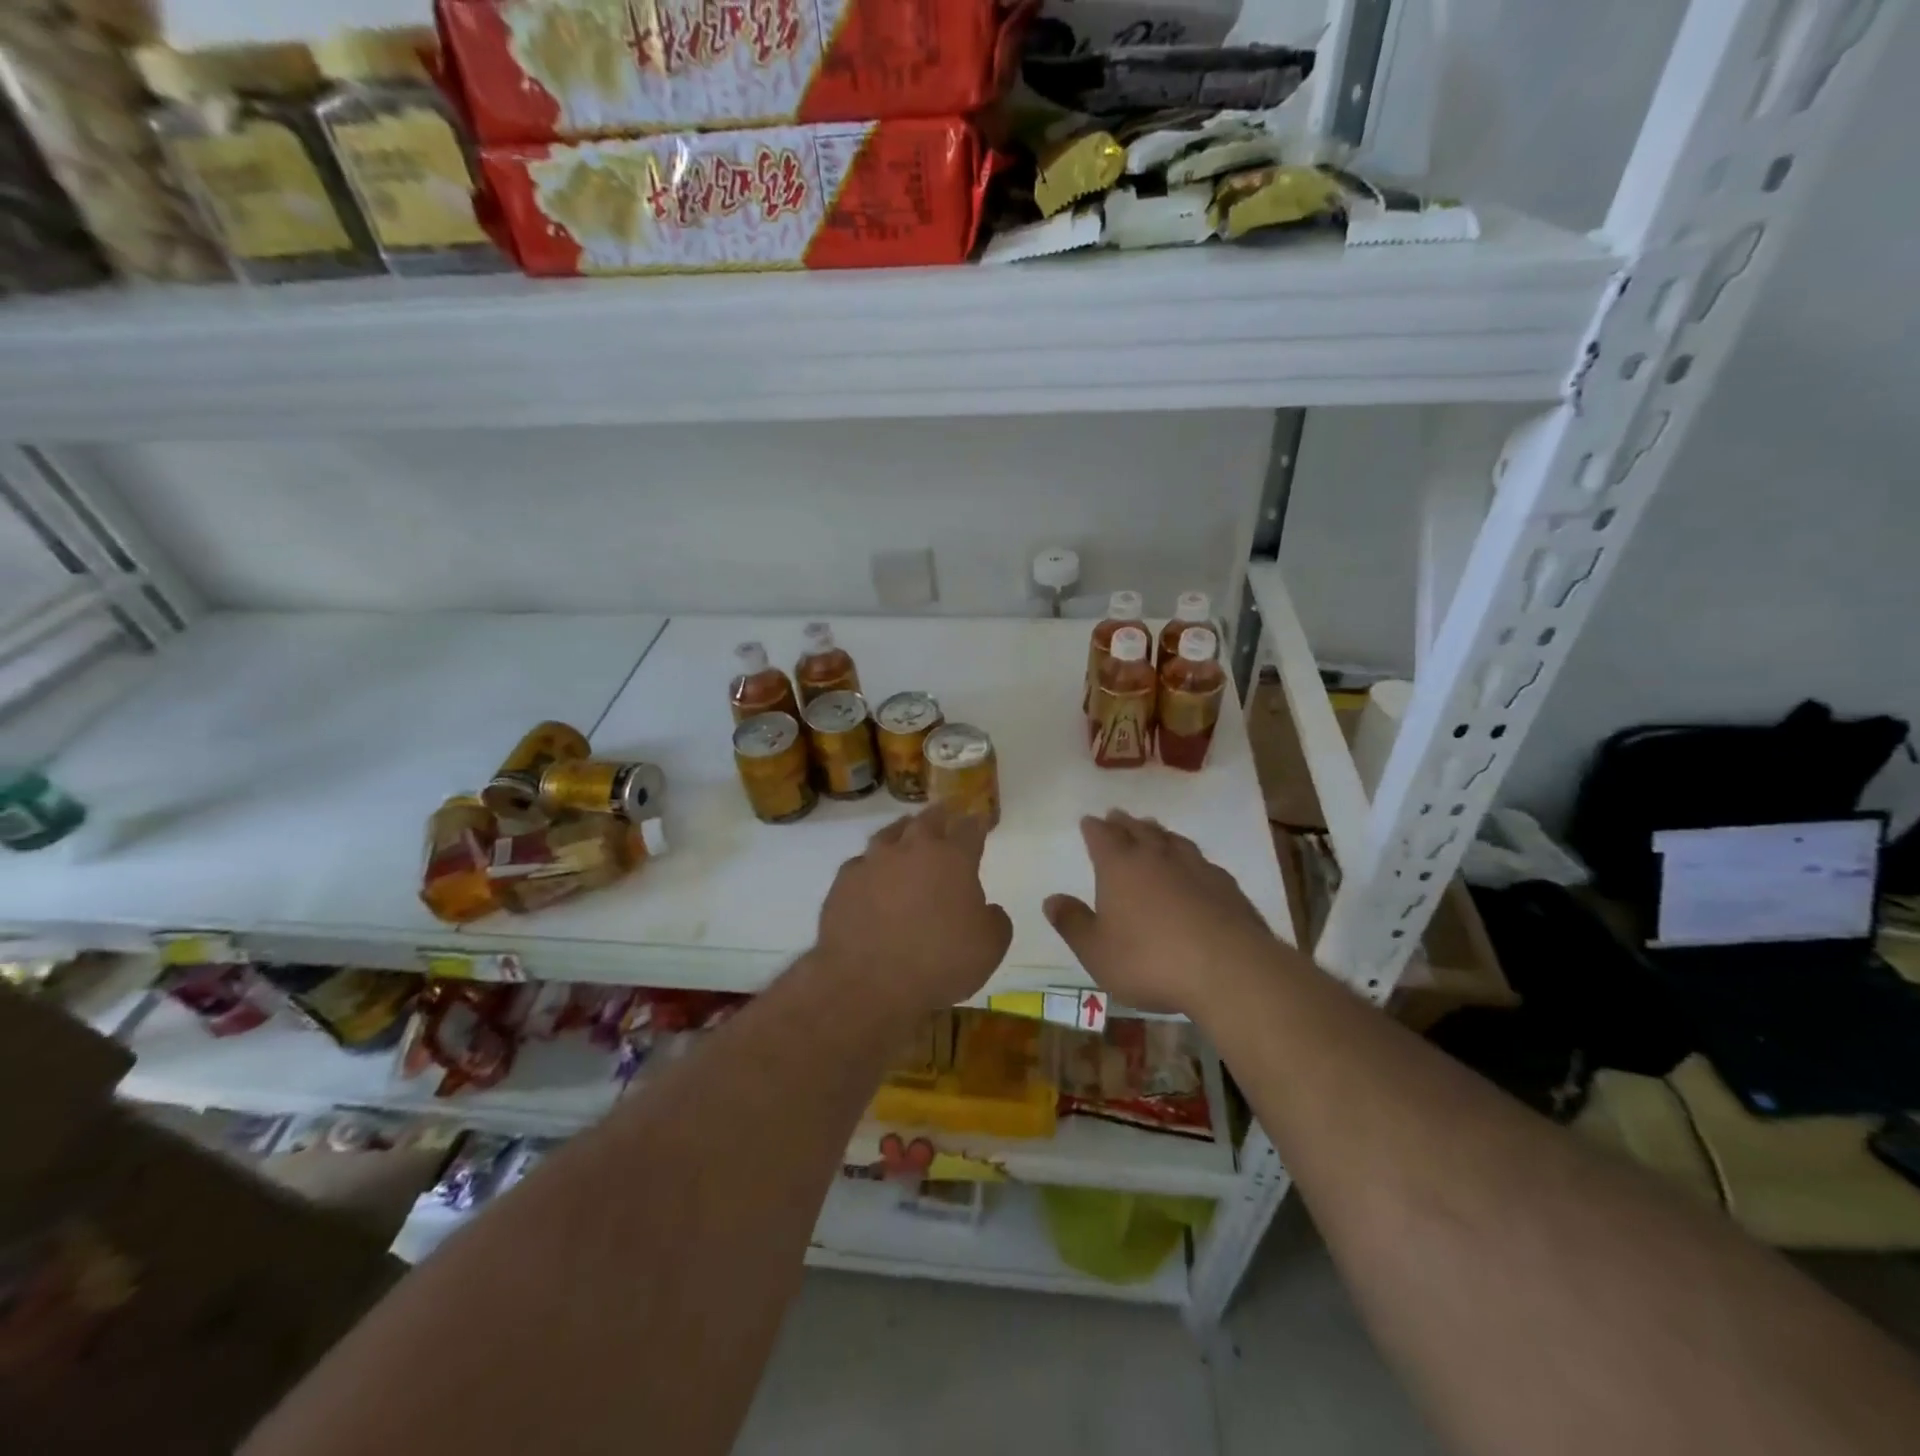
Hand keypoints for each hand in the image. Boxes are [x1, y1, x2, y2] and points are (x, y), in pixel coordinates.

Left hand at [814, 805, 1012, 1020]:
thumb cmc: (939, 963)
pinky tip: (872, 876)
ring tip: (906, 834)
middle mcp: (913, 849)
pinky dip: (872, 866)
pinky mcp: (844, 881)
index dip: (978, 823)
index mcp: (953, 858)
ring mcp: (874, 862)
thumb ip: (995, 921)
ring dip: (903, 831)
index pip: (970, 828)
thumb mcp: (989, 948)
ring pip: (890, 833)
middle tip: (945, 814)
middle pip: (928, 819)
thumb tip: (987, 910)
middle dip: (940, 816)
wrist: (867, 983)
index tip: (981, 821)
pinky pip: (862, 864)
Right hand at [1045, 811, 1281, 1017]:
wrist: (1228, 970)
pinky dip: (1190, 857)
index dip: (1094, 828)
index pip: (1102, 837)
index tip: (1089, 820)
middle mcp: (1157, 858)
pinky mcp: (1226, 886)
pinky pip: (1202, 861)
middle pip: (1138, 831)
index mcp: (1120, 867)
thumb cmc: (1150, 961)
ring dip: (1159, 832)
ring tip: (1154, 829)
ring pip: (1173, 840)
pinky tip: (1195, 866)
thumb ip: (1073, 923)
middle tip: (1118, 815)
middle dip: (1125, 823)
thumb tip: (1050, 899)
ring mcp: (1196, 868)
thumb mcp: (1097, 951)